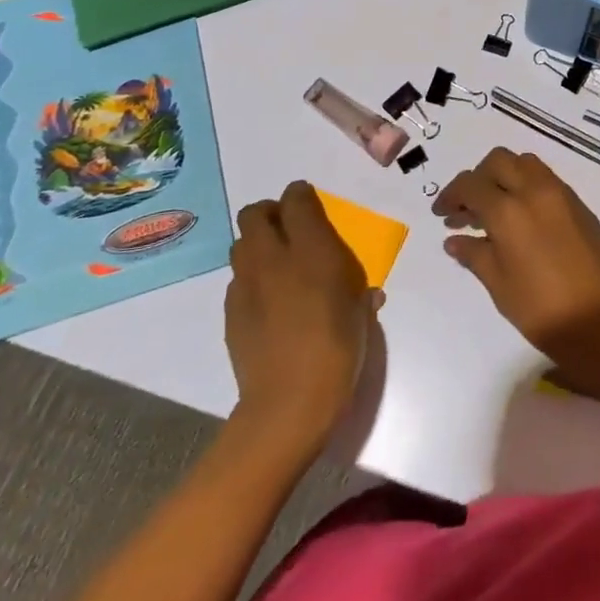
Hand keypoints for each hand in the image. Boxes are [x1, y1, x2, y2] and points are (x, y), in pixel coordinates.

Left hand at [226, 181, 375, 446]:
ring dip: (257, 245)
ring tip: (277, 265)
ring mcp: (247, 285)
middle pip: (255, 213)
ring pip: (241, 245)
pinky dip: (252, 280)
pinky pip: (238, 280)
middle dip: (270, 213)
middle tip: (289, 230)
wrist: (289, 405)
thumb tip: (367, 294)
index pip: (296, 200)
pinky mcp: (232, 312)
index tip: (310, 202)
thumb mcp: (362, 316)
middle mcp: (274, 258)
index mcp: (313, 250)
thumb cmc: (338, 351)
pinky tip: (269, 303)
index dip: (301, 195)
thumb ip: (361, 294)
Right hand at [433, 148, 599, 385]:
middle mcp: (535, 191)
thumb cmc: (543, 310)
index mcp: (509, 211)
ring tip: (494, 210)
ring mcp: (561, 194)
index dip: (451, 195)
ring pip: (525, 163)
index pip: (471, 184)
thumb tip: (454, 239)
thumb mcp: (500, 286)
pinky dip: (526, 186)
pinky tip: (521, 218)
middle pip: (499, 161)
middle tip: (466, 209)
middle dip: (477, 178)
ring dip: (504, 176)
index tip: (442, 213)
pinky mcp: (579, 205)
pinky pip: (546, 179)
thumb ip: (474, 255)